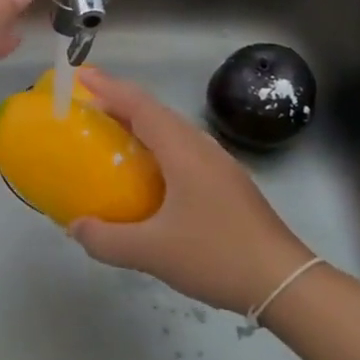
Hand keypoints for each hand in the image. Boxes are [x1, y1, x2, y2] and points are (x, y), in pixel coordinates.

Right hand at [67, 67, 314, 314]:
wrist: (285, 283)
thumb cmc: (217, 257)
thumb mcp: (152, 253)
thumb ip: (106, 240)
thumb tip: (75, 227)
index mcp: (184, 152)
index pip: (141, 106)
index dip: (109, 88)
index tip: (81, 76)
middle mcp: (202, 149)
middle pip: (156, 113)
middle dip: (120, 105)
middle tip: (87, 110)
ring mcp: (219, 166)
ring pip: (173, 133)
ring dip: (140, 127)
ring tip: (111, 137)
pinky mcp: (228, 185)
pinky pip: (183, 152)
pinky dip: (156, 150)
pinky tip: (147, 176)